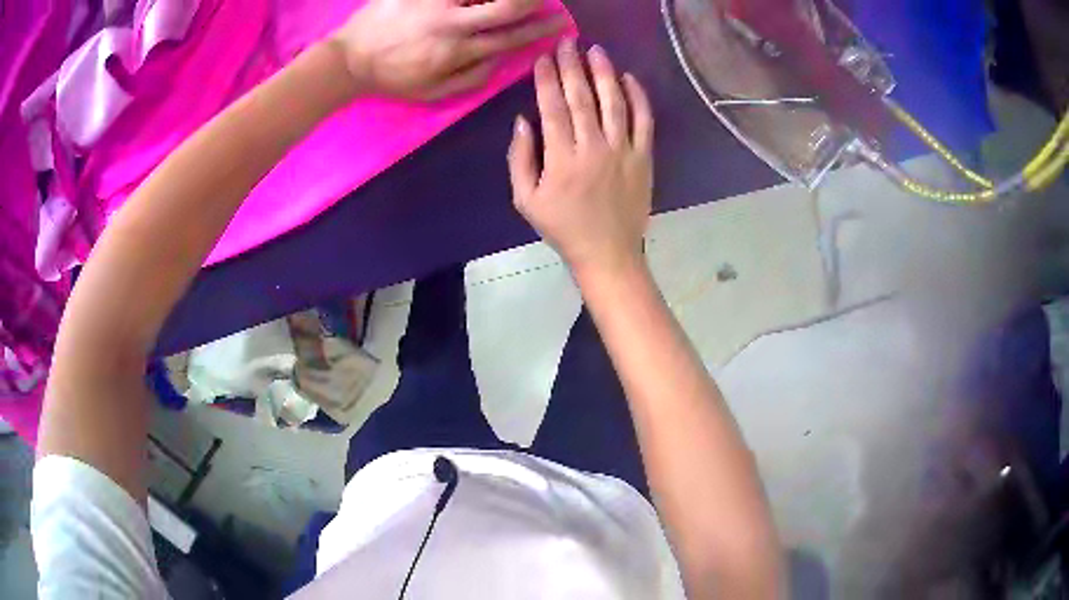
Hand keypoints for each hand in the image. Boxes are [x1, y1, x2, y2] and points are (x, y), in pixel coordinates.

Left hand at [333, 0, 565, 100]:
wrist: (347, 59)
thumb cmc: (392, 78)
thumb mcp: (433, 93)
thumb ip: (471, 79)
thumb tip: (503, 61)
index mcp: (457, 51)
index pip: (511, 37)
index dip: (540, 30)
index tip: (561, 23)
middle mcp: (451, 23)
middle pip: (505, 6)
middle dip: (534, 1)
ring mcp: (433, 2)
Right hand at [509, 40, 653, 281]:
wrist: (608, 251)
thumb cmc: (563, 227)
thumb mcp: (526, 199)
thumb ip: (520, 158)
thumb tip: (523, 120)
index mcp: (561, 158)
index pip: (552, 107)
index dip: (547, 80)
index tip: (543, 59)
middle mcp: (593, 147)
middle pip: (582, 98)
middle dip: (572, 66)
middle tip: (567, 43)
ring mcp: (623, 151)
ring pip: (613, 102)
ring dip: (604, 73)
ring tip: (596, 51)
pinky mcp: (644, 157)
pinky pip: (644, 121)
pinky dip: (638, 98)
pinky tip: (629, 78)